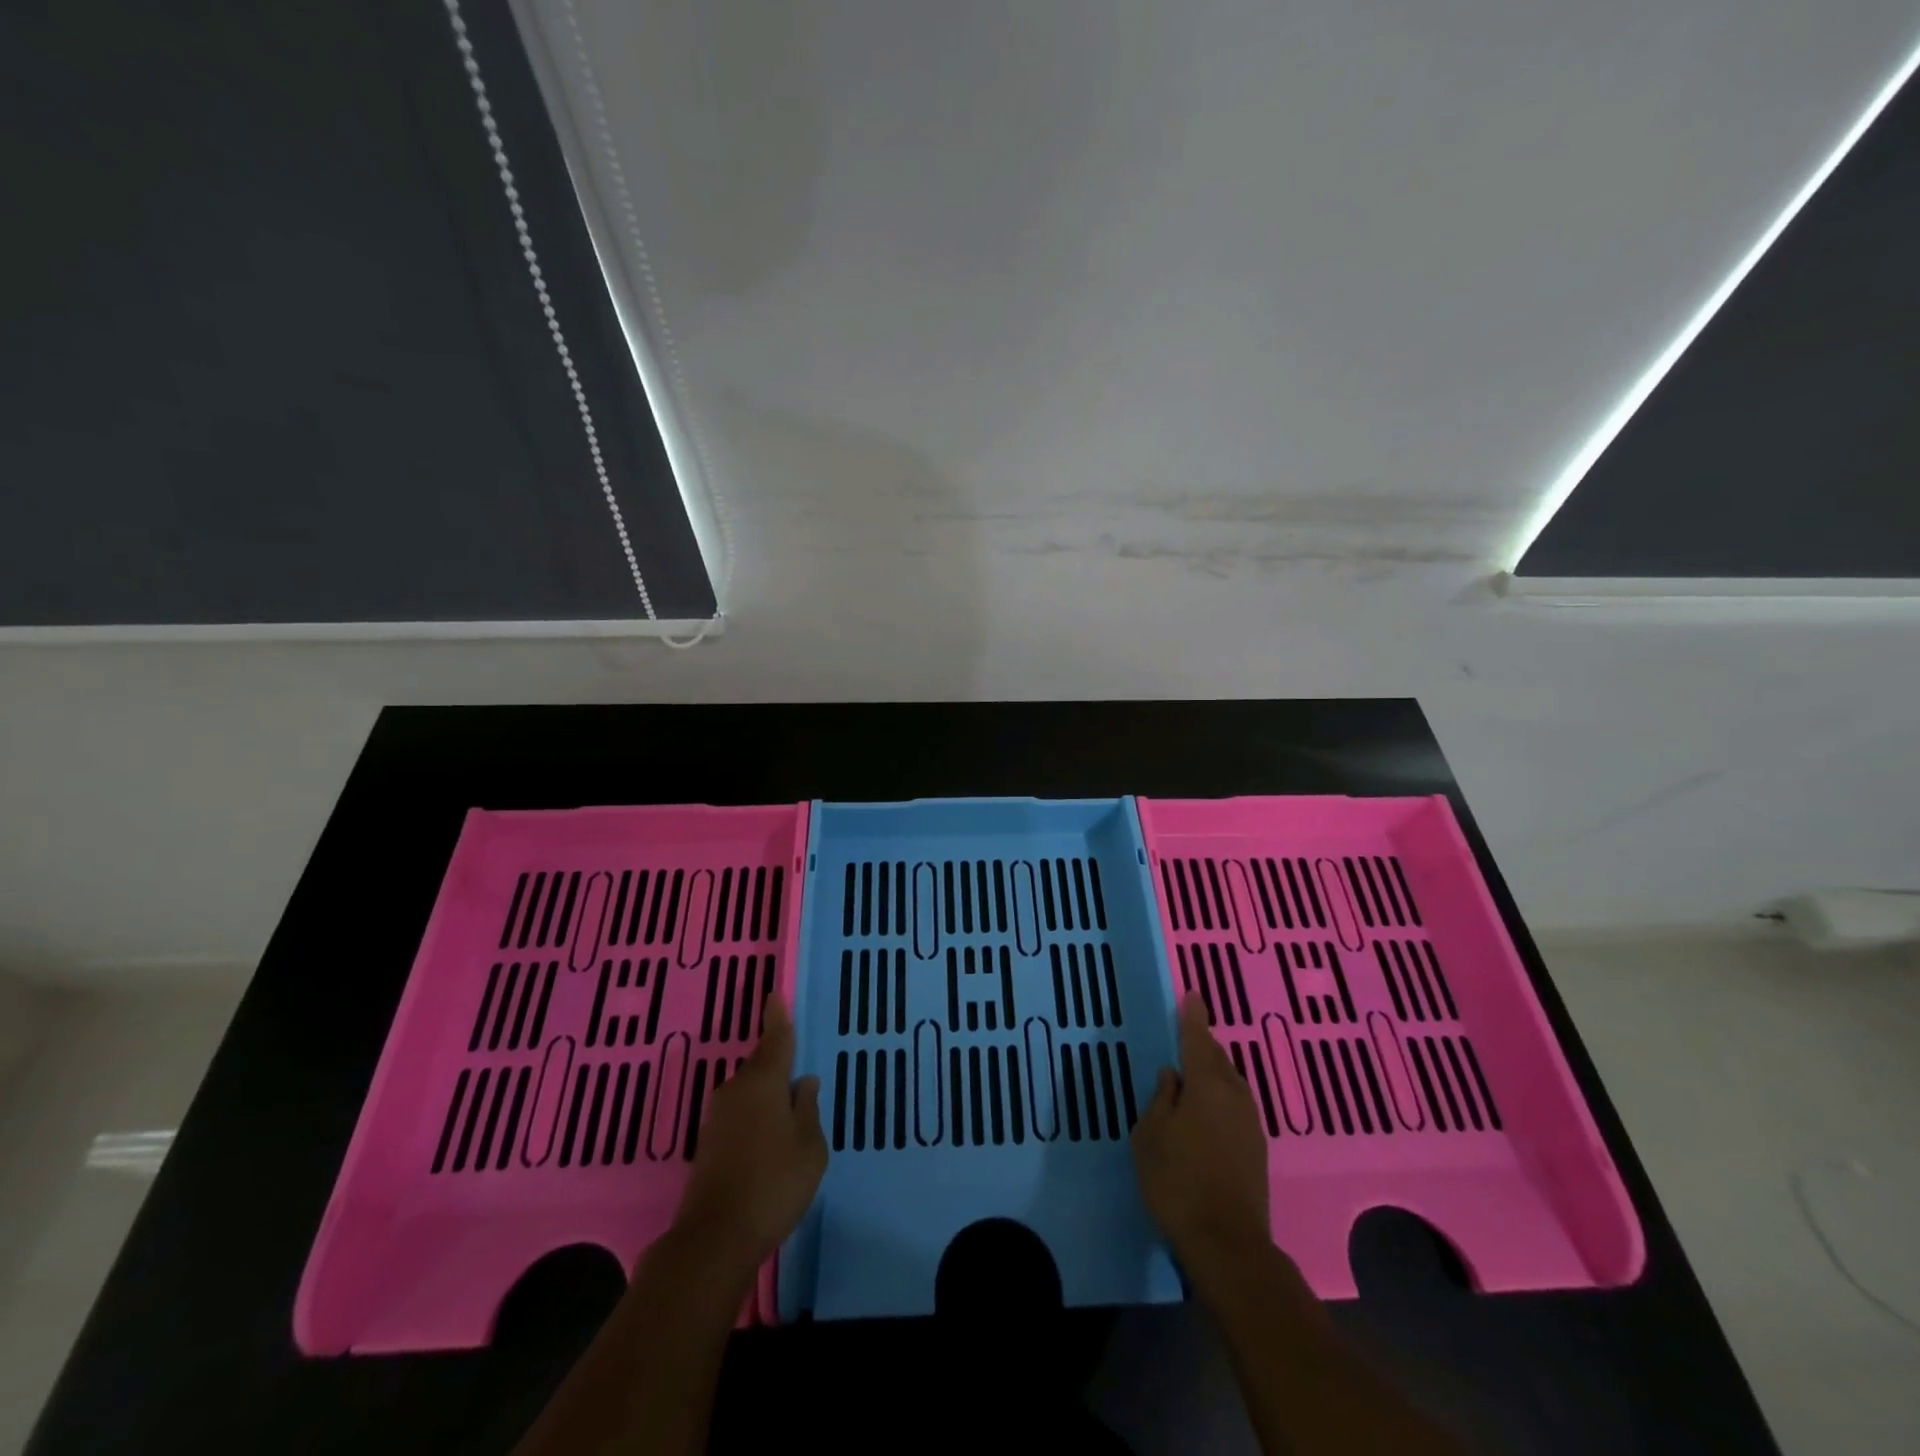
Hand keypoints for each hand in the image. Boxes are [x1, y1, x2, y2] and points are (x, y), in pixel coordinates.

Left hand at [672, 995, 826, 1270]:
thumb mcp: (810, 1147)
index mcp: (763, 1083)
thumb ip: (808, 1110)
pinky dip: (755, 1115)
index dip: (778, 1018)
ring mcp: (717, 1118)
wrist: (714, 1240)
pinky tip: (769, 1135)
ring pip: (749, 1091)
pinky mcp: (708, 1144)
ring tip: (789, 1109)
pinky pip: (739, 1113)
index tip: (775, 995)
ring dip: (766, 1094)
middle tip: (797, 1068)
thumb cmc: (773, 1185)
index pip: (775, 1040)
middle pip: (760, 1066)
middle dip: (777, 1064)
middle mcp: (736, 1091)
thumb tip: (803, 1083)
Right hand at [1132, 993, 1271, 1268]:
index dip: (1193, 1017)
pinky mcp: (1257, 1150)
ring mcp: (1250, 1124)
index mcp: (1205, 1085)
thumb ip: (1161, 1099)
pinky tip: (1209, 1111)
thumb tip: (1172, 1076)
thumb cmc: (1177, 1181)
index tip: (1193, 996)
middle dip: (1203, 1044)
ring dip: (1214, 1072)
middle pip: (1218, 1059)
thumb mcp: (1150, 1136)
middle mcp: (1234, 1096)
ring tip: (1196, 1073)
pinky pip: (1236, 1106)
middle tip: (1188, 1035)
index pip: (1197, 1040)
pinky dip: (1222, 1097)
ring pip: (1231, 1083)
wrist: (1227, 1243)